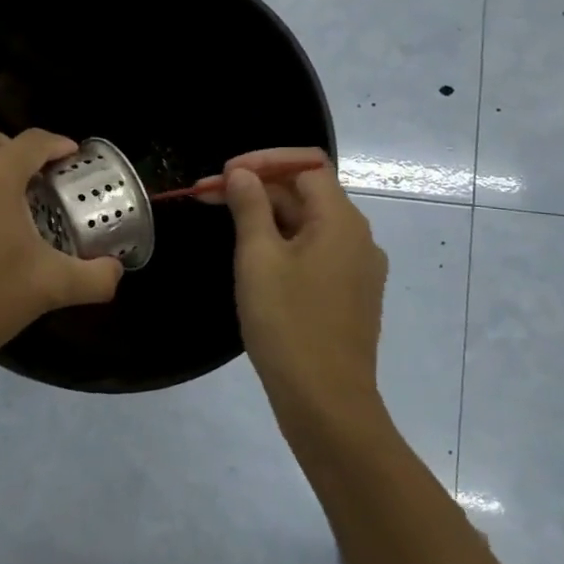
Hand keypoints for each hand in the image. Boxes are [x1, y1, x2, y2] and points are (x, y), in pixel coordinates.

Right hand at [222, 147, 387, 408]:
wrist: (326, 403)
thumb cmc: (288, 324)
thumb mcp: (259, 259)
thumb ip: (250, 208)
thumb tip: (244, 174)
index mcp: (341, 221)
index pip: (306, 165)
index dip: (263, 161)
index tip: (222, 176)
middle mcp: (358, 237)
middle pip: (306, 192)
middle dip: (256, 188)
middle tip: (205, 197)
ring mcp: (357, 268)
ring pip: (308, 223)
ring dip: (266, 215)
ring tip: (222, 222)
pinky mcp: (348, 294)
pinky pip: (314, 251)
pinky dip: (282, 242)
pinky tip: (252, 257)